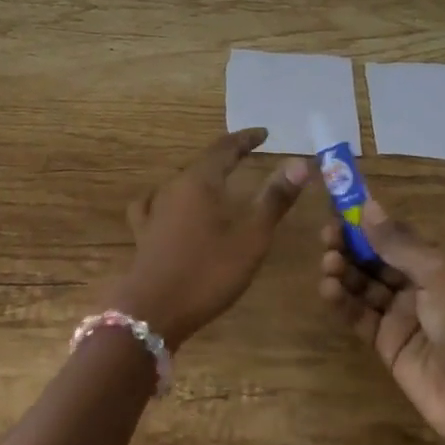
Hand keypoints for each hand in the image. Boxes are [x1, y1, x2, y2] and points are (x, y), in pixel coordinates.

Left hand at [119, 129, 311, 349]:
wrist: (154, 310)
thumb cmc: (209, 271)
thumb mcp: (252, 237)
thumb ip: (275, 199)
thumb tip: (300, 163)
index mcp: (201, 181)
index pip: (225, 148)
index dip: (246, 139)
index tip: (263, 134)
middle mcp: (175, 186)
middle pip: (203, 162)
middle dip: (226, 156)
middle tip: (247, 155)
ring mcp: (154, 209)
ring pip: (181, 181)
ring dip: (201, 177)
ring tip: (216, 181)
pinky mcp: (144, 232)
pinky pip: (156, 203)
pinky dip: (170, 199)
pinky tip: (169, 207)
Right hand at [317, 198, 444, 444]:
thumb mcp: (438, 275)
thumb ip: (399, 244)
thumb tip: (368, 205)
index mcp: (438, 266)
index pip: (396, 237)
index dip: (369, 224)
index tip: (339, 209)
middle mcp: (419, 287)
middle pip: (376, 260)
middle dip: (351, 246)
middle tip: (327, 237)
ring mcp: (402, 317)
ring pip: (365, 286)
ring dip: (345, 271)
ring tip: (328, 263)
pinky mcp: (387, 345)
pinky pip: (360, 316)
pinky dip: (343, 302)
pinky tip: (328, 289)